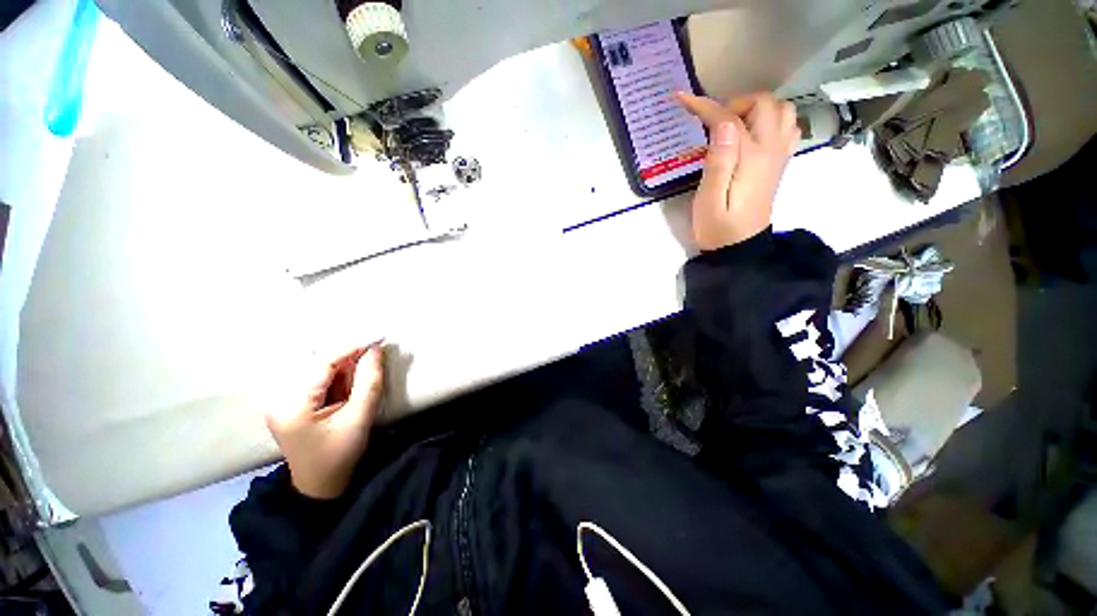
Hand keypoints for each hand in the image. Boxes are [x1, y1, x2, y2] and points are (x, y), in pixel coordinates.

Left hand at [266, 343, 384, 498]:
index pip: (323, 363)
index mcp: (293, 405)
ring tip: (354, 393)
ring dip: (343, 373)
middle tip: (372, 366)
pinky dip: (336, 381)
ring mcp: (281, 401)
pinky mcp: (289, 404)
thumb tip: (375, 350)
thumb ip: (369, 382)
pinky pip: (316, 380)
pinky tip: (345, 394)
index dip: (351, 347)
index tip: (377, 338)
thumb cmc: (340, 455)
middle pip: (319, 365)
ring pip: (319, 371)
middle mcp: (280, 398)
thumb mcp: (359, 419)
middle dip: (348, 363)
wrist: (319, 486)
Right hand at [675, 91, 799, 250]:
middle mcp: (771, 149)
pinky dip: (772, 121)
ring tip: (734, 126)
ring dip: (757, 108)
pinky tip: (753, 135)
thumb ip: (718, 162)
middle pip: (764, 103)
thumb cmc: (718, 227)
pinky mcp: (779, 163)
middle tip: (713, 123)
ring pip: (782, 110)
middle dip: (735, 103)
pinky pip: (787, 127)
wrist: (739, 248)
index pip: (729, 118)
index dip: (705, 106)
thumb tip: (724, 124)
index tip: (682, 100)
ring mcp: (779, 155)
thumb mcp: (708, 200)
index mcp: (751, 158)